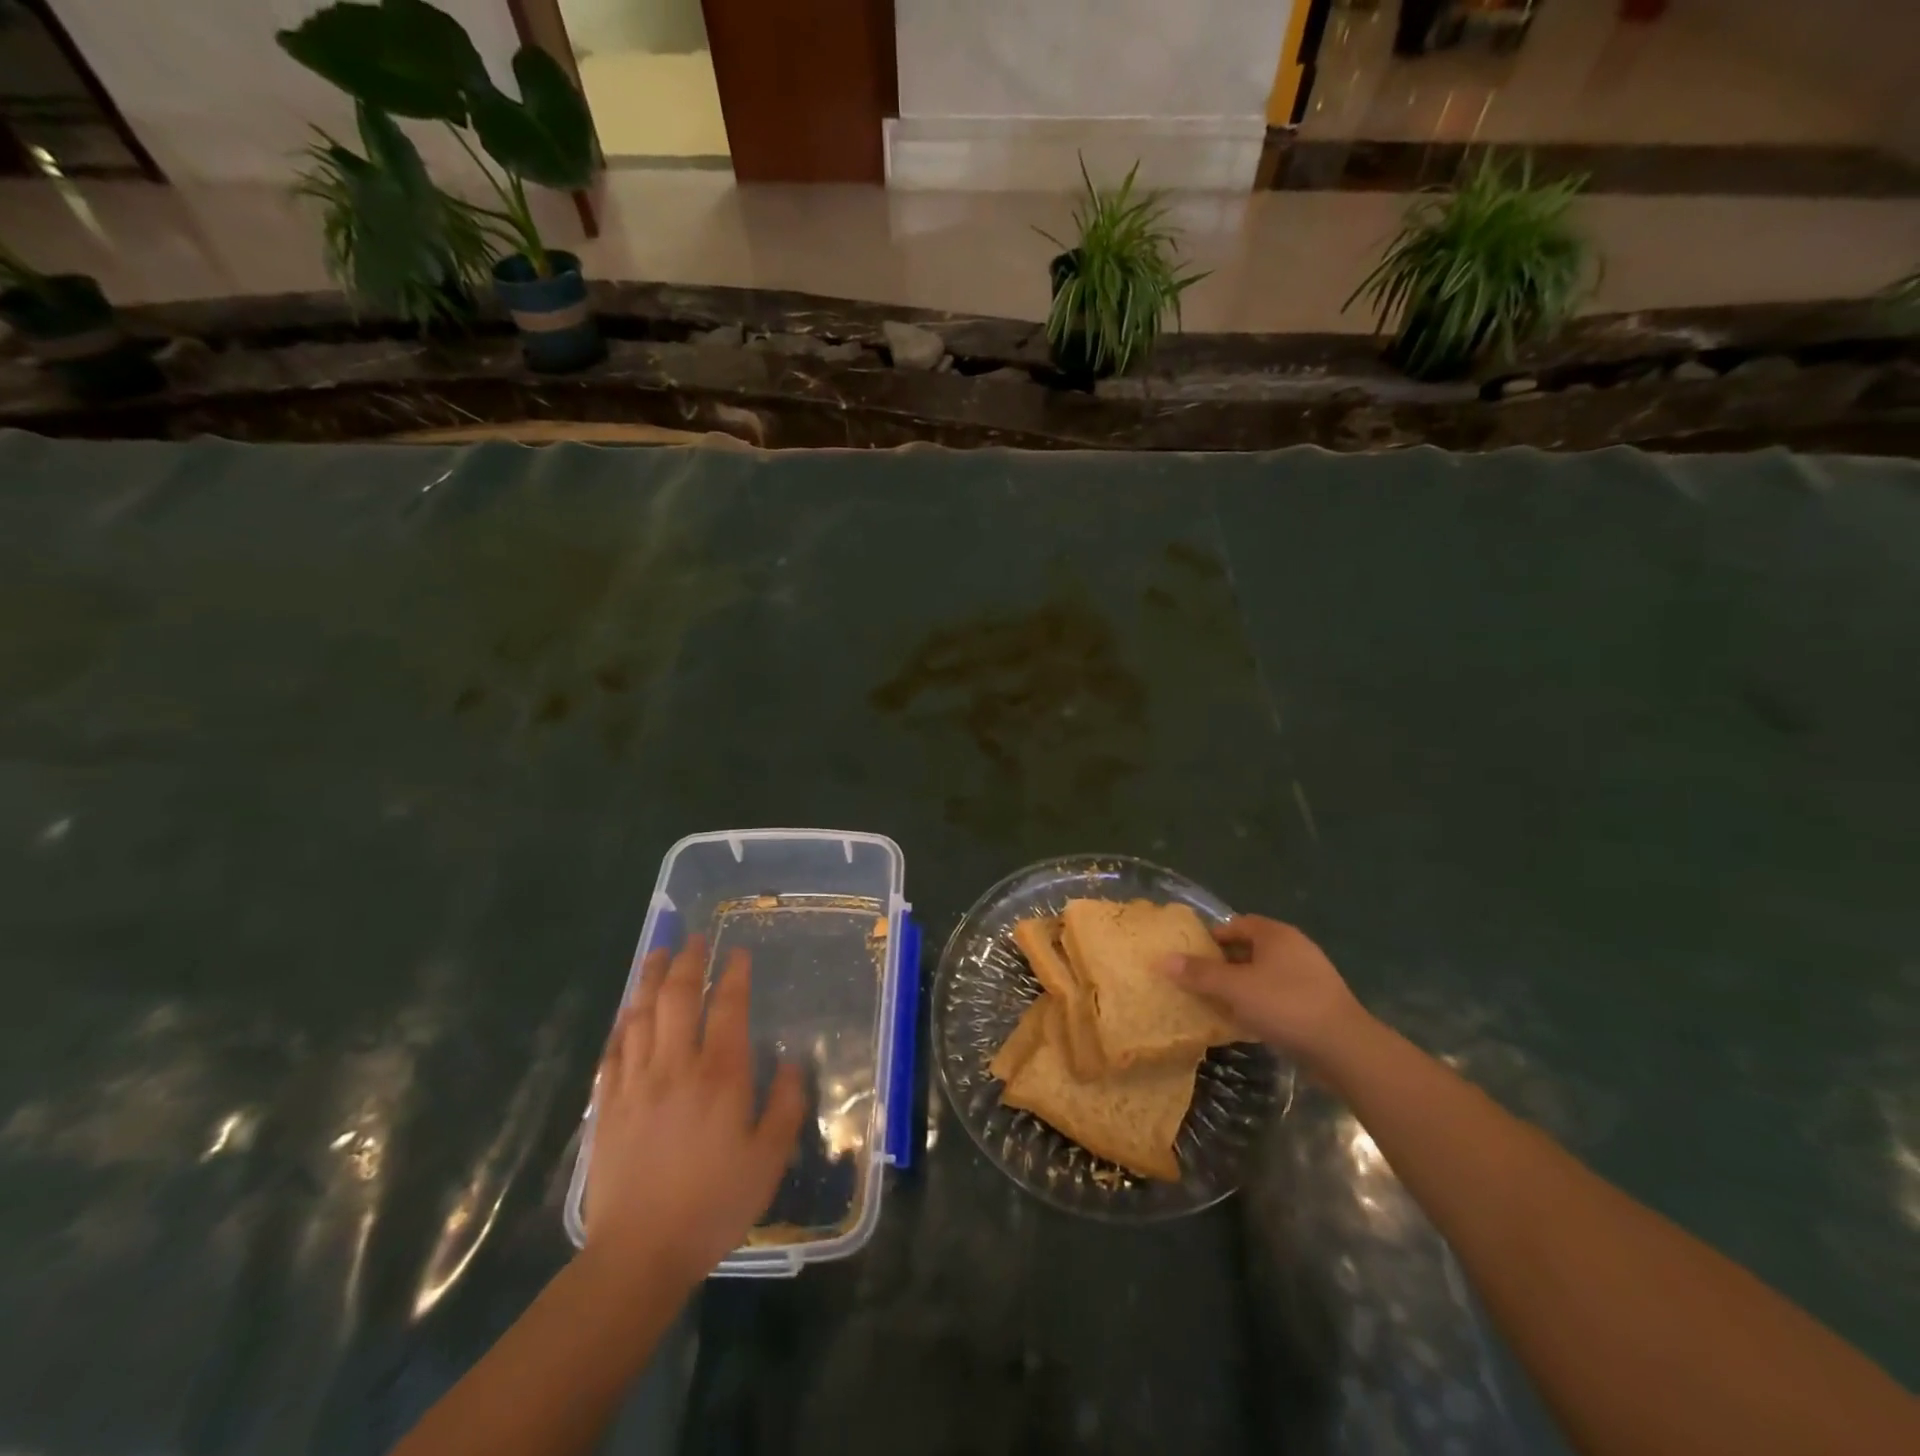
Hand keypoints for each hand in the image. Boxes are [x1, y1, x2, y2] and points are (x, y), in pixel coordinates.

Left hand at [584, 936, 804, 1287]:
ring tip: (658, 954)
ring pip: (640, 1014)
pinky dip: (622, 1022)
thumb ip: (786, 1106)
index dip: (733, 974)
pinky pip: (613, 1049)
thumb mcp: (769, 1160)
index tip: (737, 953)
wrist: (638, 1254)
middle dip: (688, 962)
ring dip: (650, 979)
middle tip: (694, 938)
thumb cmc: (713, 1205)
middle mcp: (676, 1066)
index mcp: (720, 1075)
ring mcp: (636, 1082)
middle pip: (678, 997)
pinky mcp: (608, 1105)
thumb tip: (793, 1064)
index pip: (727, 1007)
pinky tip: (627, 1012)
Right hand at [1161, 915, 1369, 1066]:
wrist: (1345, 1048)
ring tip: (1219, 1004)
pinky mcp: (1318, 1003)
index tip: (1192, 956)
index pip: (1236, 924)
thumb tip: (1163, 959)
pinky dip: (1262, 1004)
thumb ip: (1199, 973)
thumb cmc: (1285, 1005)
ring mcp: (1310, 976)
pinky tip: (1248, 1022)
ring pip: (1265, 974)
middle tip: (1200, 981)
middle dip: (1225, 964)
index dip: (1212, 938)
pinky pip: (1280, 996)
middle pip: (1250, 949)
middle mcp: (1294, 948)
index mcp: (1275, 934)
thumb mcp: (1234, 988)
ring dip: (1243, 986)